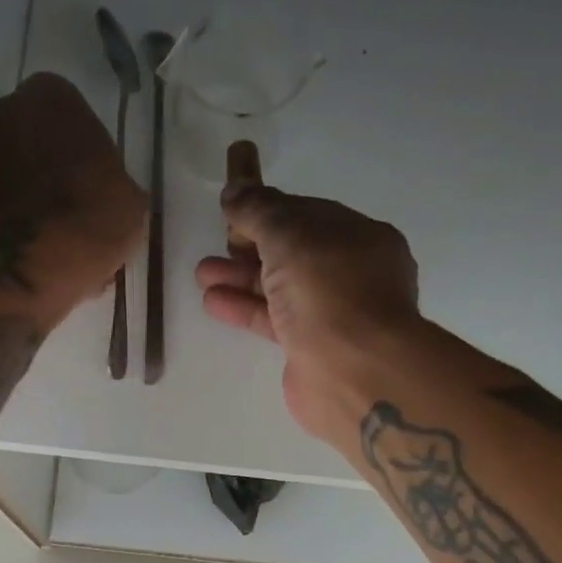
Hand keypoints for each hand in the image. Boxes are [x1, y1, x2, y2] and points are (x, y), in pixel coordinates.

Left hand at [0, 73, 146, 293]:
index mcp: (52, 93)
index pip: (70, 115)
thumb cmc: (92, 217)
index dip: (82, 152)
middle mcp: (4, 108)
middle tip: (69, 207)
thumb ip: (114, 181)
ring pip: (10, 171)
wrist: (33, 264)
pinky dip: (8, 221)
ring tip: (51, 235)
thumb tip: (110, 194)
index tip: (92, 184)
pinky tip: (31, 249)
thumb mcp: (131, 200)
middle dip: (47, 167)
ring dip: (26, 194)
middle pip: (32, 138)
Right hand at [195, 155, 420, 437]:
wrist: (354, 373)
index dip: (268, 211)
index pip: (308, 215)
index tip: (231, 214)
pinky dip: (245, 309)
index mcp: (359, 237)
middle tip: (215, 246)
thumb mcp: (290, 234)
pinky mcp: (312, 350)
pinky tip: (213, 303)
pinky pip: (275, 321)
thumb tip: (234, 189)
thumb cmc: (329, 290)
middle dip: (250, 247)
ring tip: (202, 274)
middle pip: (293, 253)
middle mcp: (351, 274)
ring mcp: (333, 315)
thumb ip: (259, 210)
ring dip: (241, 279)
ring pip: (281, 289)